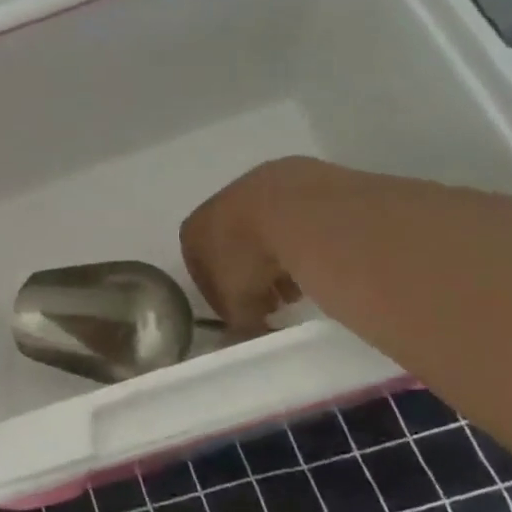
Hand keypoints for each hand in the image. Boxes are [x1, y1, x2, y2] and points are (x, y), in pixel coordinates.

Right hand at [179, 158, 309, 331]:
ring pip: (263, 229)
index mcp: (193, 230)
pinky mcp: (293, 175)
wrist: (292, 209)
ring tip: (299, 284)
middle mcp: (218, 204)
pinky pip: (292, 216)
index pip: (199, 268)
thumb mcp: (238, 304)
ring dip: (277, 257)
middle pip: (232, 246)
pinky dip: (300, 237)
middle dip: (251, 275)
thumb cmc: (250, 257)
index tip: (243, 314)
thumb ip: (237, 321)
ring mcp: (255, 185)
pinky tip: (317, 257)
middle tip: (274, 302)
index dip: (221, 296)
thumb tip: (242, 335)